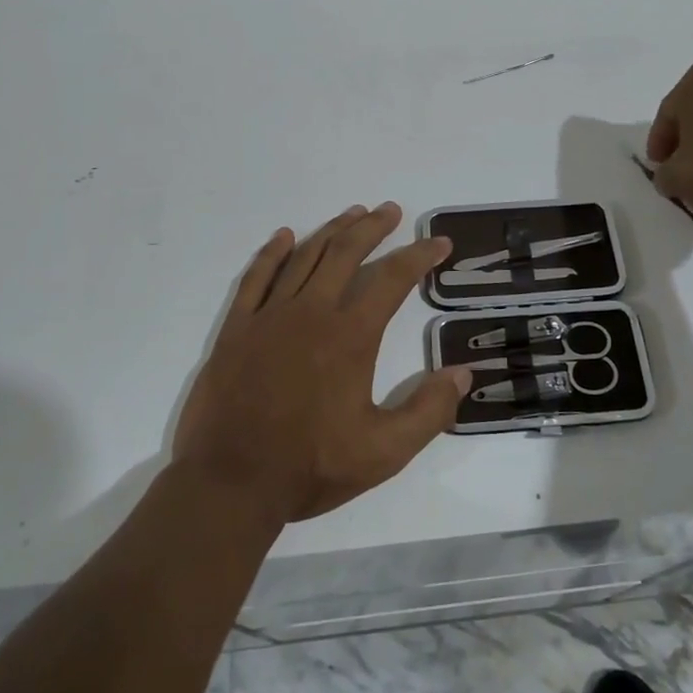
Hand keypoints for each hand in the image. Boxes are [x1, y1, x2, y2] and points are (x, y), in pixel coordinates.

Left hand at [173, 203, 472, 524]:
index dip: (419, 256)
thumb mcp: (383, 452)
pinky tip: (284, 236)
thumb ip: (428, 412)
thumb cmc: (309, 467)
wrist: (229, 482)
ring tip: (352, 214)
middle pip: (346, 253)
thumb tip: (463, 373)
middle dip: (372, 227)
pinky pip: (255, 278)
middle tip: (390, 211)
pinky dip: (272, 253)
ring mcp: (269, 316)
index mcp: (349, 336)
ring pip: (304, 257)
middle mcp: (311, 312)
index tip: (439, 243)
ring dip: (332, 231)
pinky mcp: (237, 328)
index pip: (392, 279)